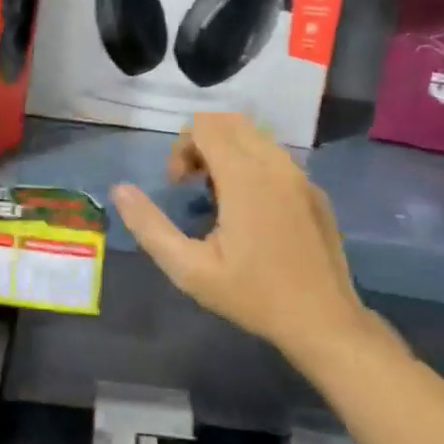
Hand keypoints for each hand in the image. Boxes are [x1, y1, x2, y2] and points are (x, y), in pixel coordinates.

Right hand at [111, 113, 366, 360]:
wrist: (324, 321)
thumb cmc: (253, 296)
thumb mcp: (190, 270)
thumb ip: (150, 226)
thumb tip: (119, 190)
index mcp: (245, 177)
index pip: (205, 125)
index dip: (181, 147)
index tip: (177, 186)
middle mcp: (275, 164)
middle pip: (229, 121)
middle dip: (201, 142)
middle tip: (191, 184)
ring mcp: (300, 176)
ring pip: (255, 136)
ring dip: (227, 151)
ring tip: (217, 196)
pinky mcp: (314, 190)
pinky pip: (276, 157)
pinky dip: (253, 164)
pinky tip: (250, 211)